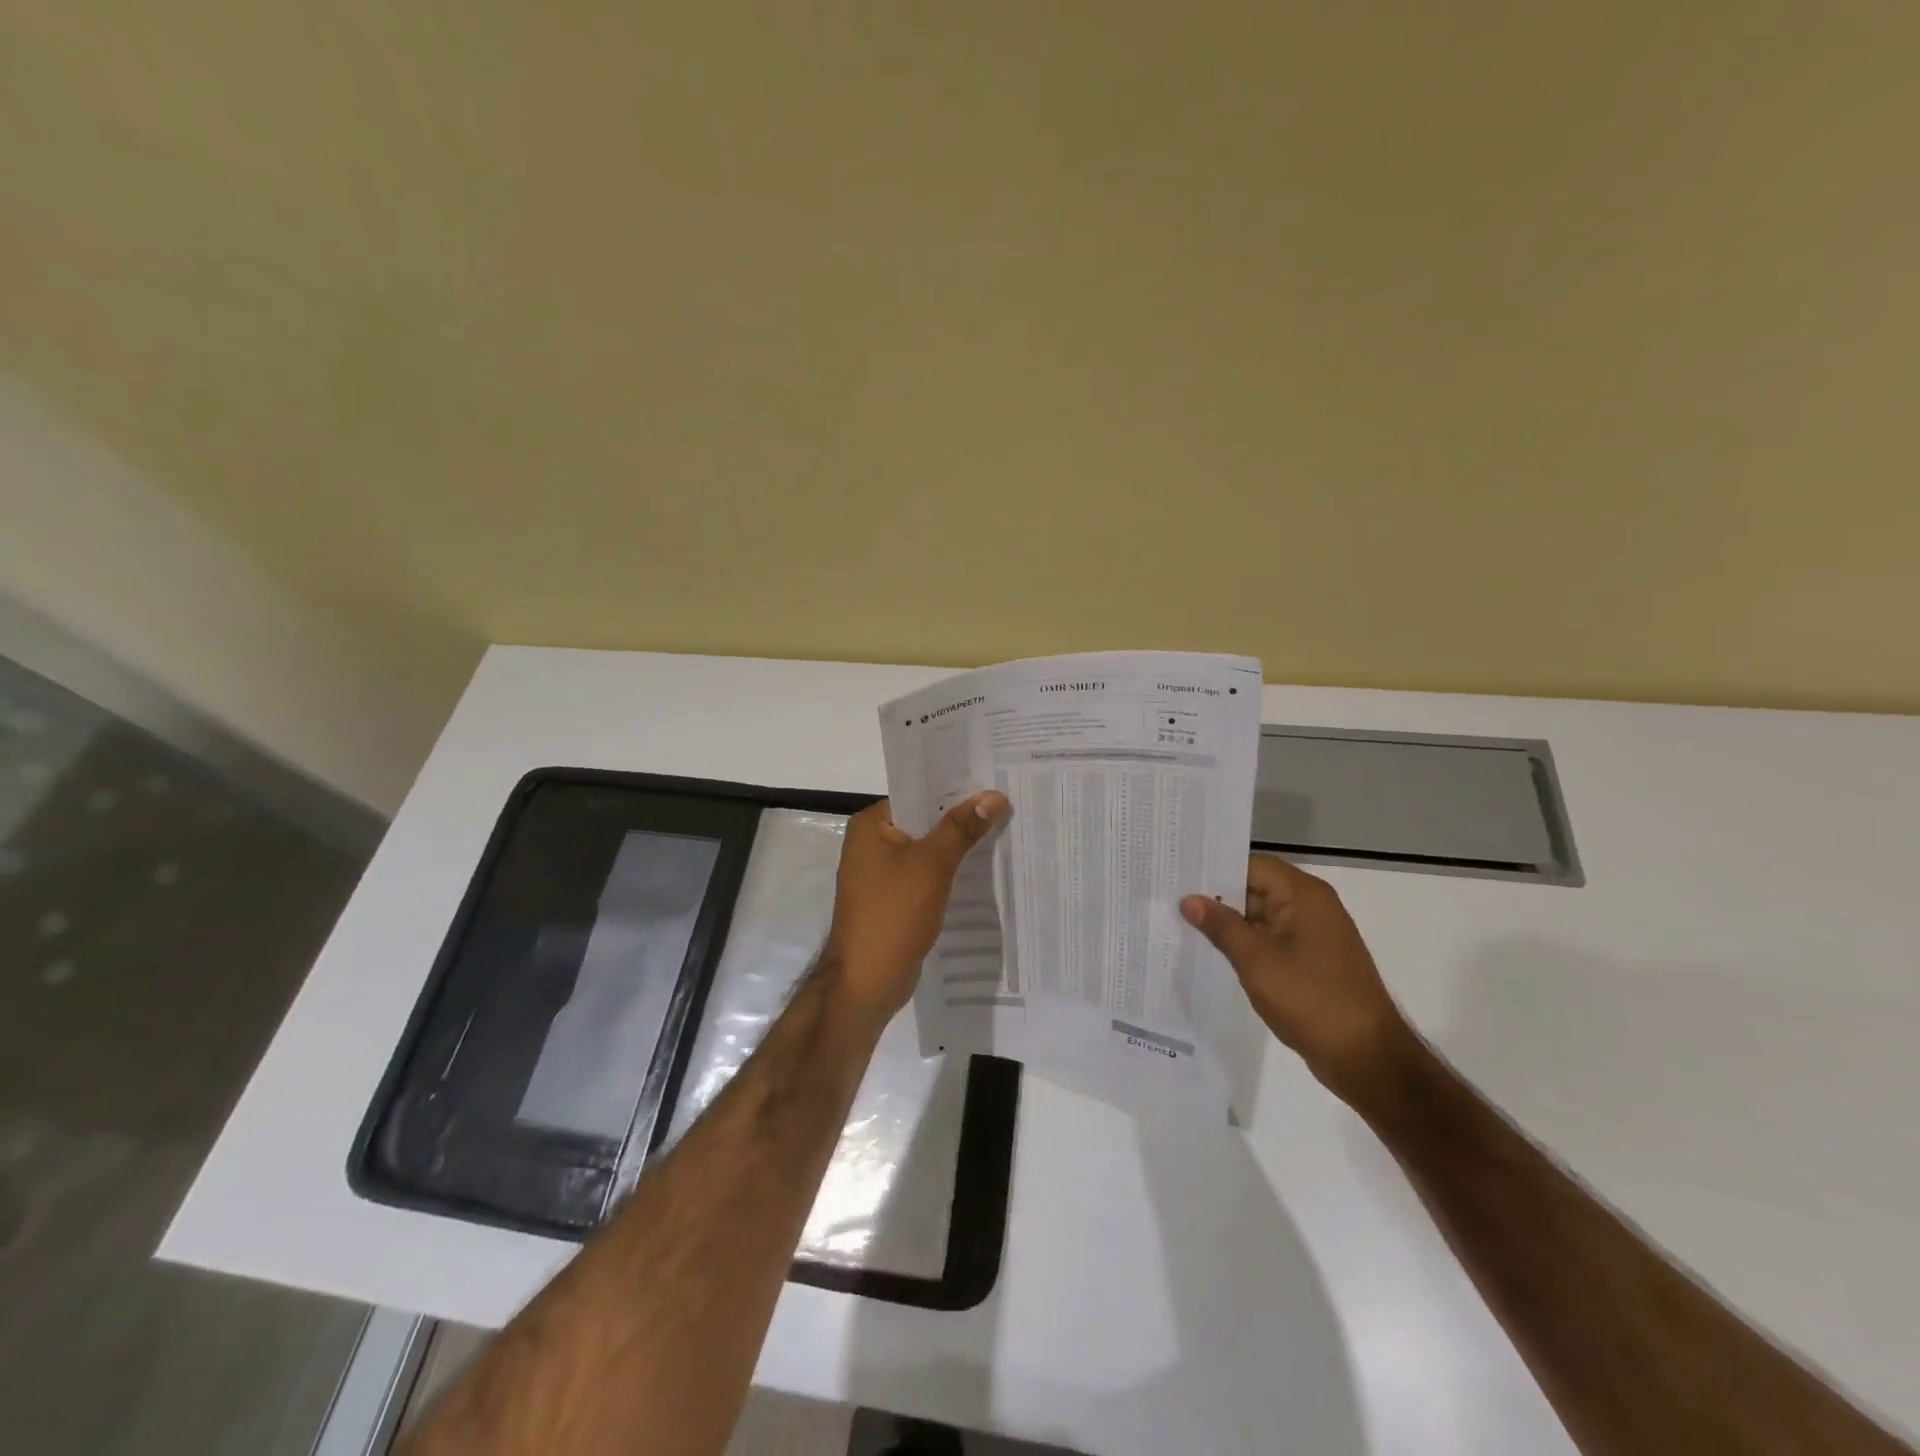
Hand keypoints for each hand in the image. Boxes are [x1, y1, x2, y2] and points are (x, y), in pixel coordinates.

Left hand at [821, 791, 1008, 1022]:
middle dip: (961, 820)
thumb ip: (962, 828)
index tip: (994, 786)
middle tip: (1007, 808)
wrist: (866, 981)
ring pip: (927, 850)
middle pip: (924, 822)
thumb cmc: (893, 914)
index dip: (956, 791)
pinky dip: (948, 873)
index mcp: (871, 824)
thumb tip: (994, 795)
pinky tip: (980, 872)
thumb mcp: (932, 865)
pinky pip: (925, 875)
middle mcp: (871, 843)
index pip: (918, 794)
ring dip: (957, 848)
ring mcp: (880, 874)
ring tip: (1003, 834)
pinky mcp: (892, 899)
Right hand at [1181, 855, 1412, 1101]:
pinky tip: (1213, 953)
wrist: (1366, 1058)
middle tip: (1170, 899)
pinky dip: (1245, 944)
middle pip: (1255, 888)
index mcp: (1304, 895)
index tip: (1178, 873)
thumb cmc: (1311, 1000)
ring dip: (1229, 923)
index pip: (1251, 866)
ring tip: (1181, 924)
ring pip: (1261, 917)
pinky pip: (1271, 940)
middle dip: (1216, 897)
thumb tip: (1189, 899)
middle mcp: (1312, 907)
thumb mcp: (1257, 961)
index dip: (1214, 868)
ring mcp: (1314, 936)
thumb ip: (1221, 926)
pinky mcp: (1312, 961)